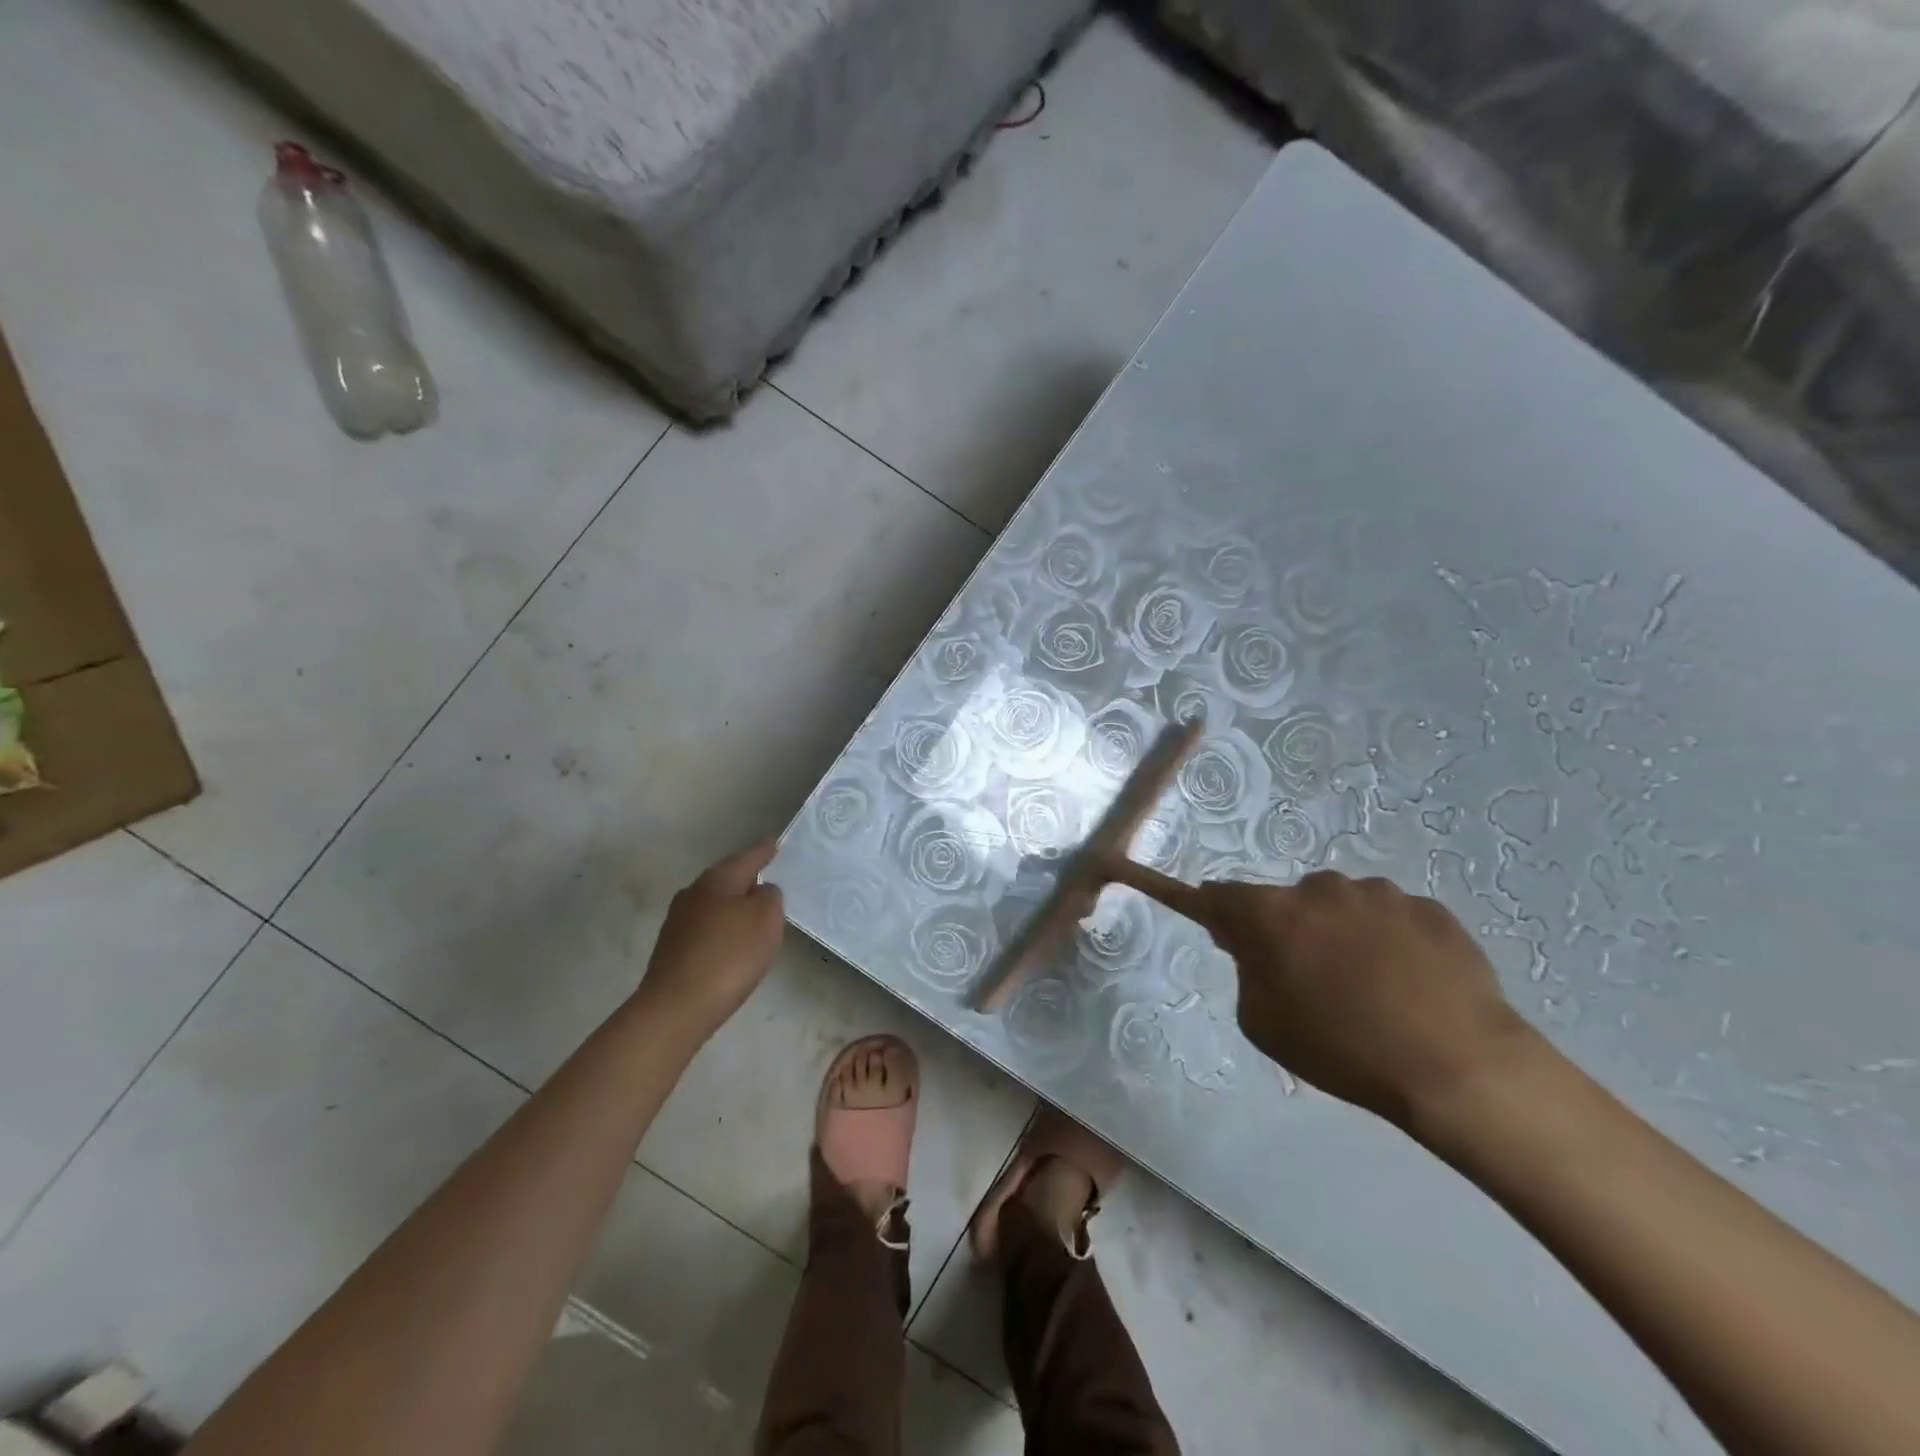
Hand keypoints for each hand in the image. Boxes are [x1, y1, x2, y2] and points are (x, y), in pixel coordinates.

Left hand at [636, 840, 785, 1039]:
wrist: (676, 1008)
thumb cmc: (728, 956)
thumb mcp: (766, 919)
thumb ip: (770, 897)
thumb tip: (761, 892)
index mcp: (717, 880)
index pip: (747, 857)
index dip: (764, 851)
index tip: (775, 842)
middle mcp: (693, 893)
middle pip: (727, 879)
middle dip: (747, 879)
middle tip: (770, 879)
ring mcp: (678, 922)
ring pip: (715, 904)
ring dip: (734, 907)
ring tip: (755, 915)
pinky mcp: (672, 950)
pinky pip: (707, 929)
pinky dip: (723, 930)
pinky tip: (733, 945)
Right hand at [1194, 871, 1535, 1129]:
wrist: (1458, 1066)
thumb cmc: (1342, 1048)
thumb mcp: (1263, 1023)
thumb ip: (1248, 974)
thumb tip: (1256, 948)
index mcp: (1272, 913)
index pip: (1220, 896)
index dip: (1209, 906)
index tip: (1206, 917)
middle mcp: (1321, 888)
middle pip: (1289, 902)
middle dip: (1290, 929)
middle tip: (1309, 977)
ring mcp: (1379, 894)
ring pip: (1344, 907)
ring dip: (1342, 932)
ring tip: (1371, 985)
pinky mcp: (1429, 908)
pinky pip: (1393, 919)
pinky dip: (1390, 941)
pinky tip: (1411, 983)